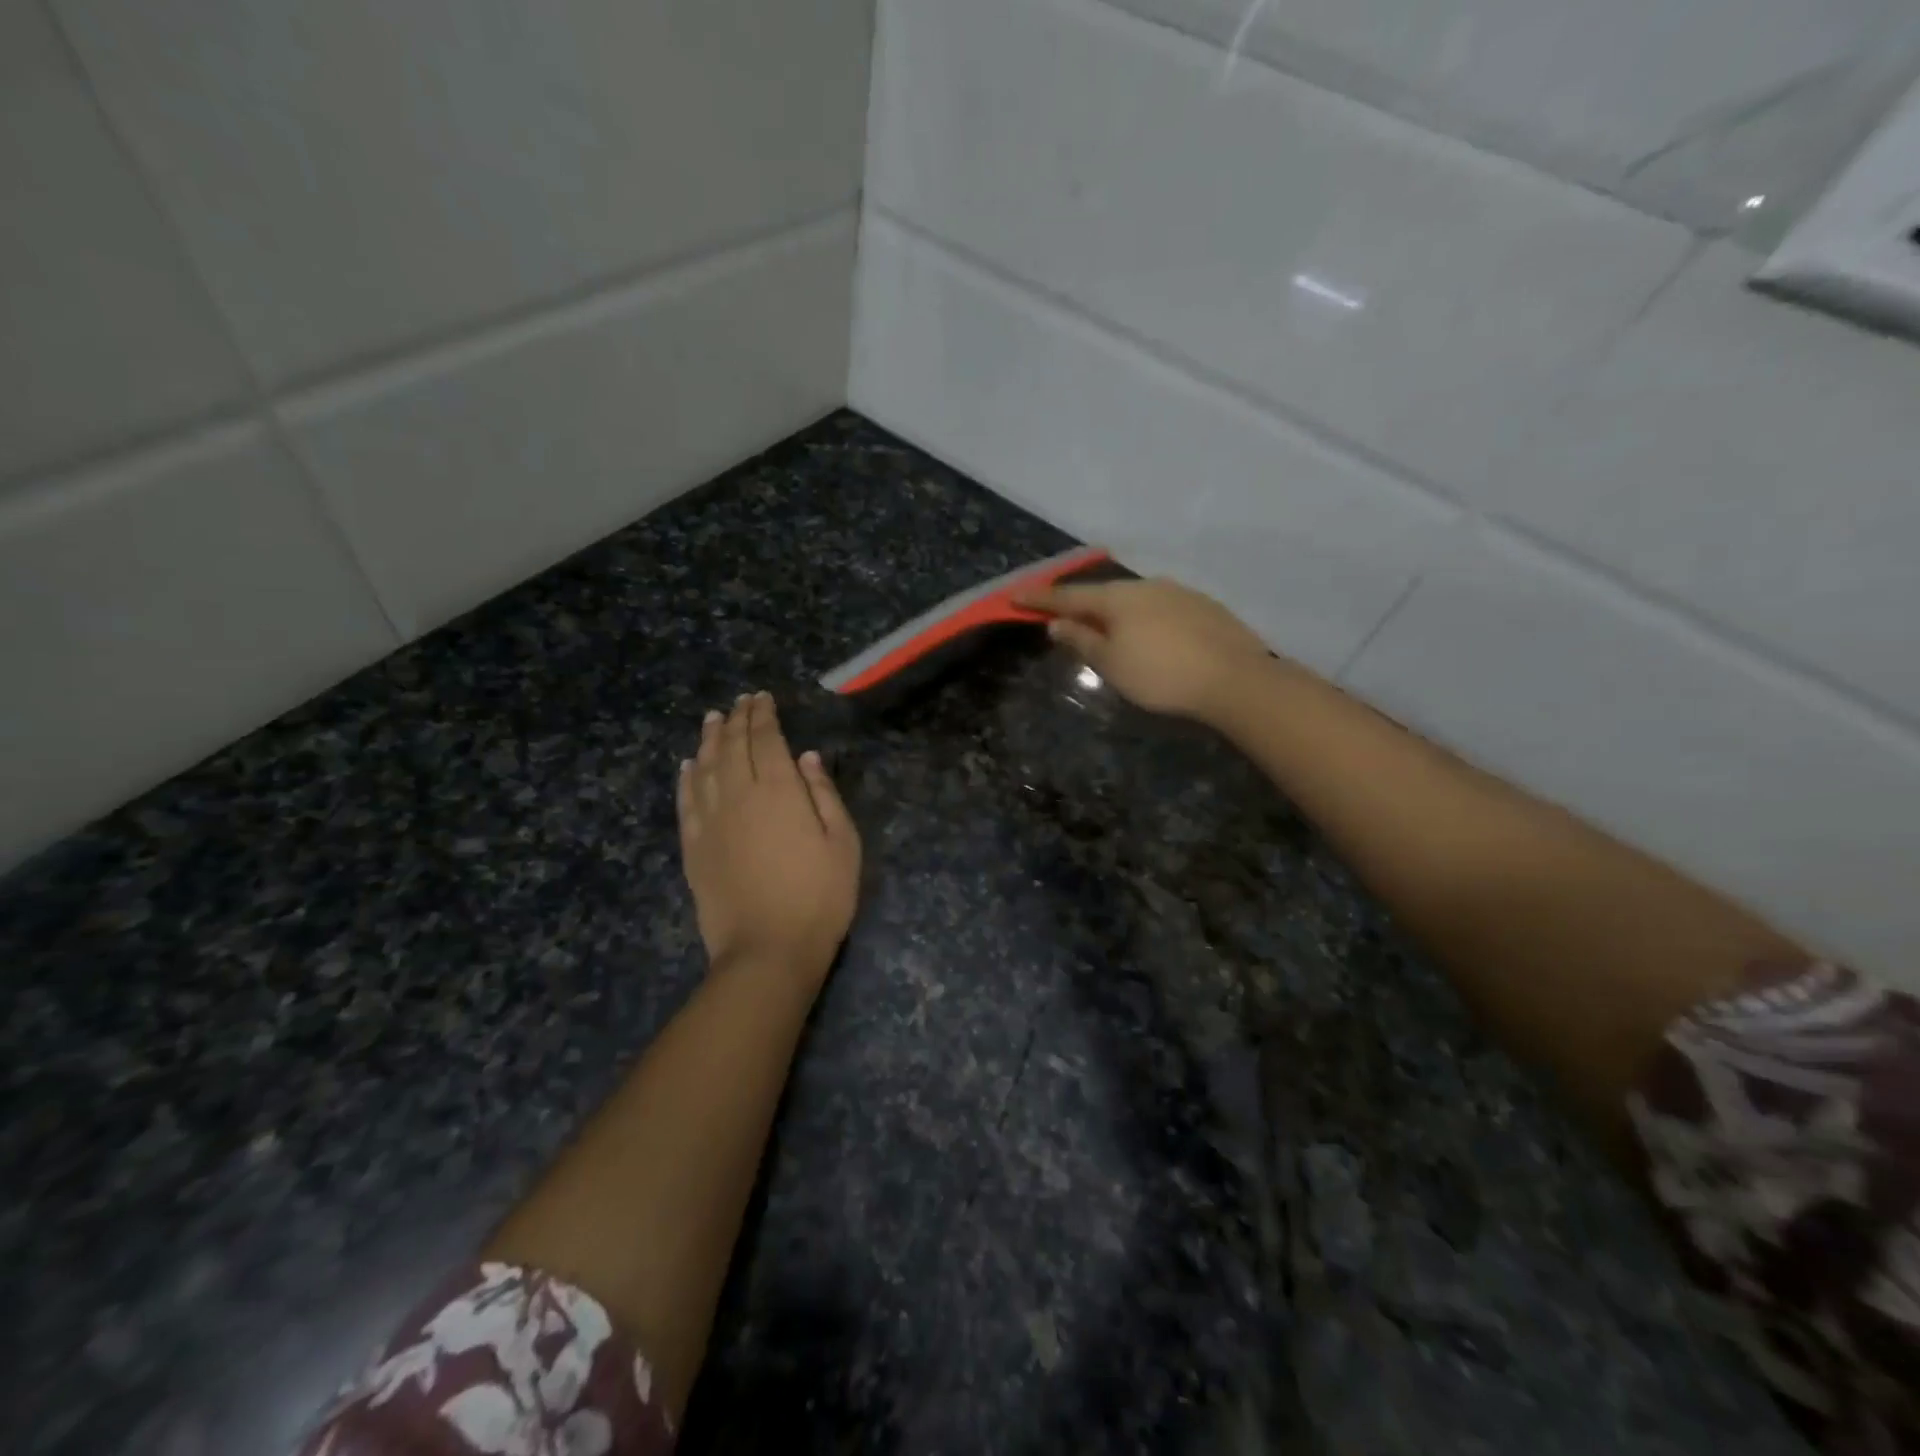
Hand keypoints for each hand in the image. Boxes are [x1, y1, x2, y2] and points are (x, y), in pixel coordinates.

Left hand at [678, 692, 860, 987]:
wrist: (768, 950)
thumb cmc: (820, 896)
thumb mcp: (843, 843)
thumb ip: (824, 794)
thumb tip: (806, 757)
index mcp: (779, 790)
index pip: (767, 739)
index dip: (763, 715)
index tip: (762, 698)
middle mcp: (739, 795)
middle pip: (732, 746)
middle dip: (737, 720)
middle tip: (740, 702)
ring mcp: (711, 821)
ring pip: (705, 767)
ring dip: (709, 739)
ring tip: (712, 720)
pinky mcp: (693, 847)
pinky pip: (686, 801)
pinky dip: (686, 777)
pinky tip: (688, 765)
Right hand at [1019, 577, 1274, 723]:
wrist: (1235, 679)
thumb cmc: (1162, 675)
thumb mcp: (1112, 664)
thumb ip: (1082, 641)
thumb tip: (1057, 624)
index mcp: (1118, 598)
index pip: (1069, 597)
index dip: (1040, 599)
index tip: (1015, 597)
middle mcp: (1147, 586)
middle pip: (1103, 593)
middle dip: (1079, 603)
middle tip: (1060, 613)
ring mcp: (1179, 592)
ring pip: (1135, 598)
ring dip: (1114, 610)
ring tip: (1105, 626)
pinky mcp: (1204, 606)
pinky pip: (1160, 607)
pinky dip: (1143, 617)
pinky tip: (1149, 634)